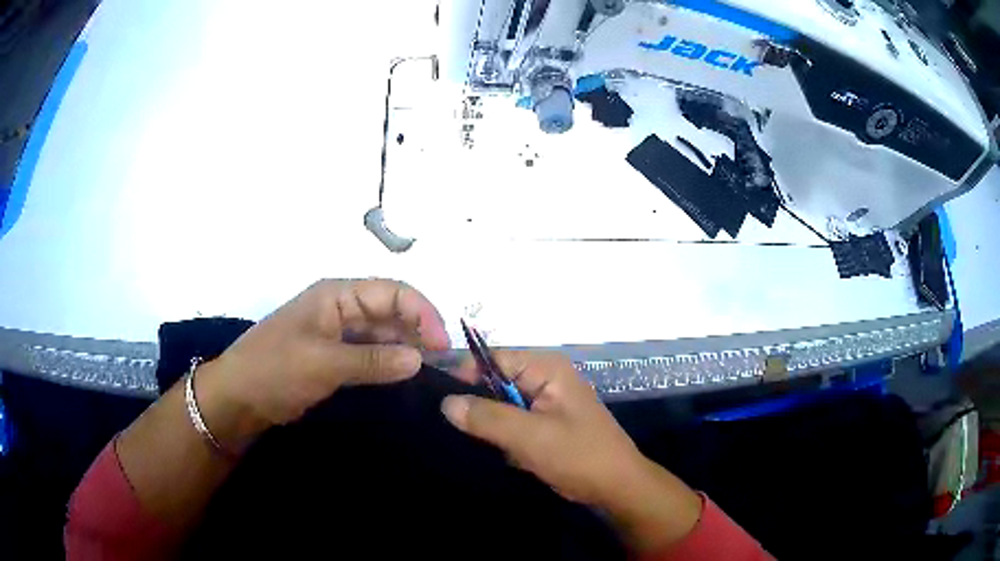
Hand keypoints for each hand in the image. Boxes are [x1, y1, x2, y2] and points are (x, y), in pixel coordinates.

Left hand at [198, 279, 449, 447]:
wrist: (239, 397)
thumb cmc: (275, 369)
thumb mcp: (323, 363)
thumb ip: (373, 360)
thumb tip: (421, 358)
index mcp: (337, 295)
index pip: (392, 292)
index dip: (422, 313)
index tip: (441, 346)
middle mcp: (342, 308)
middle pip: (392, 312)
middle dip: (420, 332)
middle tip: (446, 365)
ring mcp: (340, 334)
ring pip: (385, 335)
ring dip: (409, 350)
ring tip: (435, 373)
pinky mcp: (337, 357)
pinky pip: (373, 355)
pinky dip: (392, 364)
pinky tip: (409, 378)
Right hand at [441, 351, 701, 552]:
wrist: (615, 486)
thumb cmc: (578, 455)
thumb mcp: (530, 436)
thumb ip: (487, 417)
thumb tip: (445, 401)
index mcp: (545, 368)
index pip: (492, 358)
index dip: (463, 372)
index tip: (433, 392)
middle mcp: (544, 378)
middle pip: (494, 380)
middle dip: (473, 401)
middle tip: (442, 419)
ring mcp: (544, 402)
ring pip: (500, 404)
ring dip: (485, 421)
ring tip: (458, 435)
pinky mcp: (544, 424)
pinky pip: (511, 421)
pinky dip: (499, 433)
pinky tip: (485, 447)